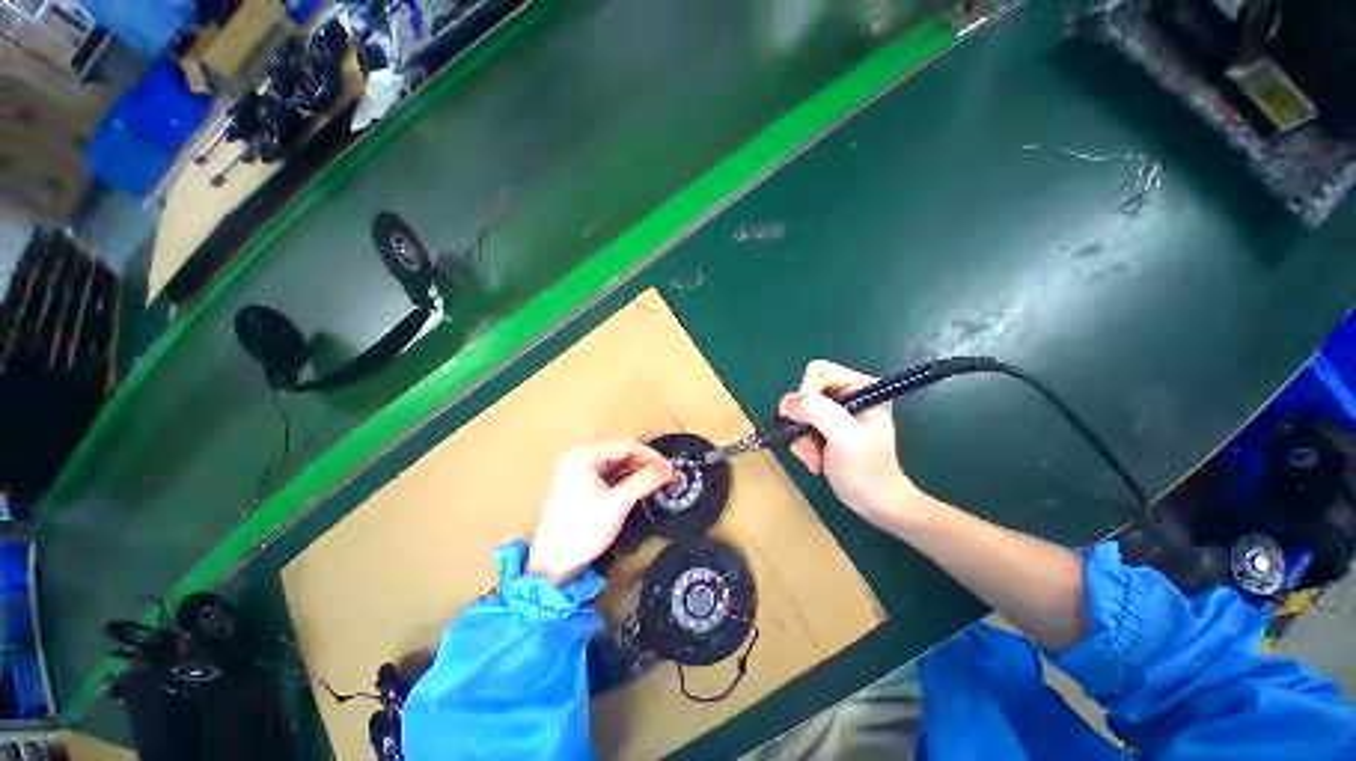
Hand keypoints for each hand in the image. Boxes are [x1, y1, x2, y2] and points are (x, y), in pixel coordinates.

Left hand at [527, 440, 673, 584]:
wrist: (551, 565)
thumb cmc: (582, 530)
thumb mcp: (617, 503)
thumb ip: (644, 481)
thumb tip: (668, 469)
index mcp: (584, 455)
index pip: (627, 446)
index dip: (651, 457)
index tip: (670, 471)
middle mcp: (579, 457)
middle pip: (621, 453)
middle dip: (644, 464)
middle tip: (665, 479)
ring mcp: (577, 472)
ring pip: (615, 464)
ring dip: (636, 473)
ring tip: (655, 484)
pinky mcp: (579, 486)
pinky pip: (608, 476)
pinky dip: (624, 481)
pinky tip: (637, 490)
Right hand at [778, 359, 932, 530]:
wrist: (877, 504)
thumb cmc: (867, 471)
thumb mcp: (843, 437)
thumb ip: (816, 411)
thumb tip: (786, 402)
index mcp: (861, 385)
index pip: (817, 372)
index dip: (807, 395)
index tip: (810, 422)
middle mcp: (848, 393)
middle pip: (805, 393)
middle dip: (802, 422)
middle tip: (812, 447)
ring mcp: (837, 411)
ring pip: (799, 412)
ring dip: (801, 438)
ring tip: (815, 458)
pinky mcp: (828, 427)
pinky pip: (800, 426)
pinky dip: (803, 445)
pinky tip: (816, 460)